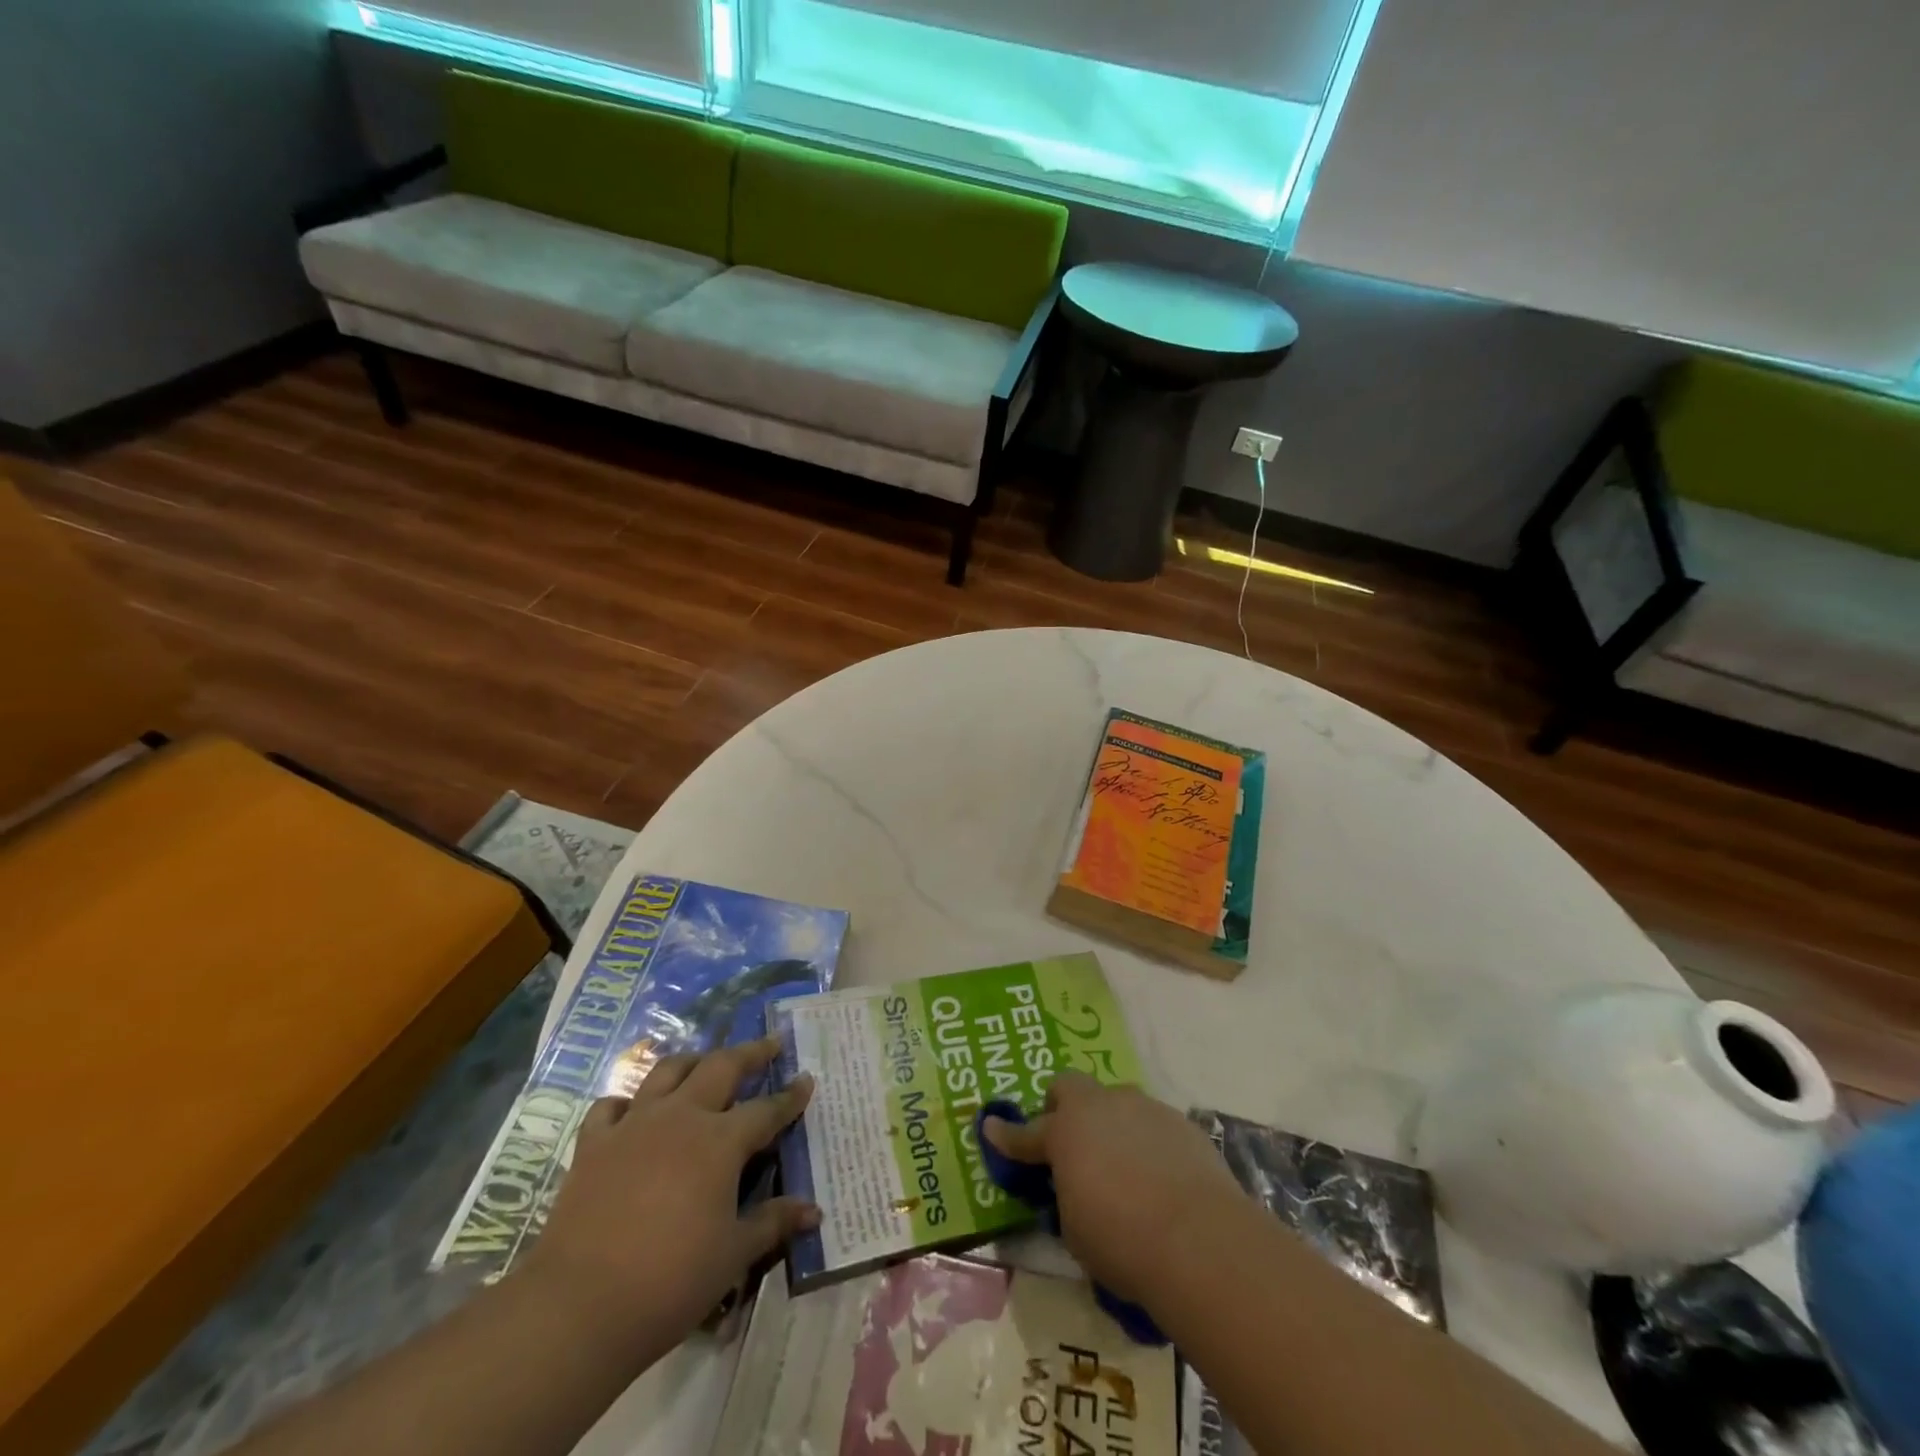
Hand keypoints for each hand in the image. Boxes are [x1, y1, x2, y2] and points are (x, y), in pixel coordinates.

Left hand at [519, 1038, 816, 1354]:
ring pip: (667, 1071)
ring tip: (705, 1063)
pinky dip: (627, 1101)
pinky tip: (633, 1111)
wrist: (578, 1307)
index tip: (807, 1078)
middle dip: (750, 1052)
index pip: (766, 1109)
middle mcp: (681, 1117)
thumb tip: (814, 1211)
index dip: (790, 1096)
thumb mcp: (733, 1255)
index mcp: (721, 1141)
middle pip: (721, 1067)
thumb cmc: (670, 1281)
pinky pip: (611, 1106)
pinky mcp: (593, 1144)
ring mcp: (633, 1125)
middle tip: (769, 1043)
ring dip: (693, 1061)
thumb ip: (773, 1223)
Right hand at [982, 1070, 1243, 1303]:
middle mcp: (1101, 1106)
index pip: (1025, 1133)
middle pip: (1070, 1087)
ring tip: (1120, 1162)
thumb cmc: (1122, 1241)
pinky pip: (1151, 1123)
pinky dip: (1146, 1141)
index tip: (990, 1127)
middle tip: (1068, 1140)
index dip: (1006, 1135)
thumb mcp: (1075, 1231)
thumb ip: (1066, 1197)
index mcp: (1065, 1131)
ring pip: (1115, 1101)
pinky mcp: (1180, 1121)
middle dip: (1062, 1107)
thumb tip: (1074, 1188)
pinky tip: (1159, 1175)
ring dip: (1109, 1122)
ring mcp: (1143, 1108)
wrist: (1201, 1240)